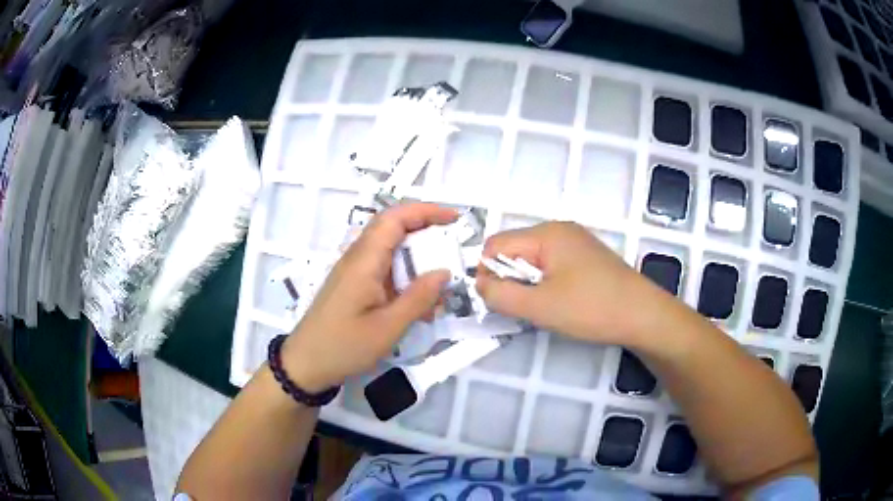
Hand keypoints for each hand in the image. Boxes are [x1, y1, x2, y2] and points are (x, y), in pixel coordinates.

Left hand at [281, 203, 457, 391]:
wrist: (306, 364)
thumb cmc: (344, 346)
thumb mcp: (388, 327)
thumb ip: (418, 298)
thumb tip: (444, 271)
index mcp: (364, 261)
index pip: (395, 219)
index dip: (426, 211)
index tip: (454, 218)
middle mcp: (357, 258)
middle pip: (392, 229)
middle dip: (425, 231)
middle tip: (453, 246)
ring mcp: (354, 272)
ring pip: (390, 251)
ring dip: (417, 260)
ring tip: (439, 283)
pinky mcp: (353, 285)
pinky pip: (383, 271)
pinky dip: (405, 279)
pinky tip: (418, 304)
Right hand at [476, 222, 659, 344]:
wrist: (643, 316)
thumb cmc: (591, 309)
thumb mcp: (539, 307)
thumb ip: (500, 295)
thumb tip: (480, 285)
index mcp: (547, 233)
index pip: (496, 245)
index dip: (488, 273)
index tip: (497, 301)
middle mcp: (560, 230)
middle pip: (515, 250)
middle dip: (510, 279)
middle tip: (523, 307)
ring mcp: (576, 242)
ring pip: (533, 260)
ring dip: (528, 283)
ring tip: (543, 307)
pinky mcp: (587, 257)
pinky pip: (552, 265)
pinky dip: (546, 283)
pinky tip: (560, 302)